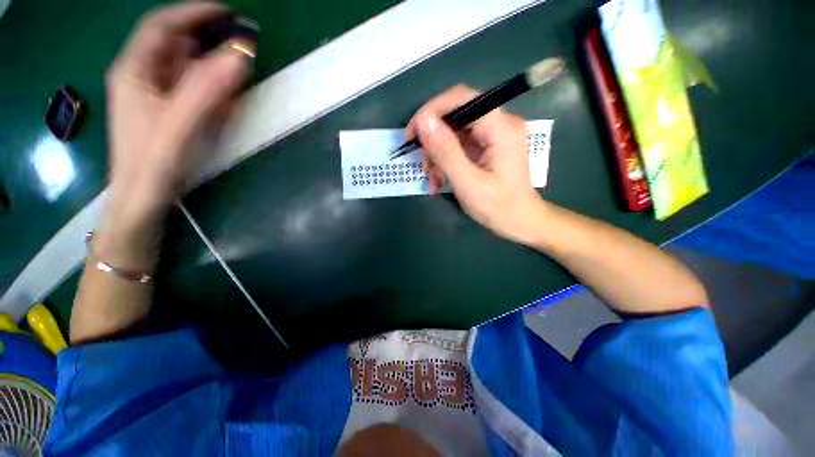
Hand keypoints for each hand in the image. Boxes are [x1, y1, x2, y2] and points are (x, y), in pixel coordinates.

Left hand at [106, 2, 250, 222]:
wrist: (143, 197)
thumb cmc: (154, 161)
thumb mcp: (179, 121)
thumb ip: (208, 87)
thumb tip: (241, 53)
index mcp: (134, 69)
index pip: (162, 25)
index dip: (193, 12)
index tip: (227, 12)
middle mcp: (142, 75)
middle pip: (174, 44)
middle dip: (206, 37)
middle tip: (239, 41)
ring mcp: (153, 94)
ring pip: (183, 66)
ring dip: (210, 62)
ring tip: (237, 65)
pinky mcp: (166, 111)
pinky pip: (189, 88)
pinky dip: (208, 85)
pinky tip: (224, 93)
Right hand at [406, 84, 545, 244]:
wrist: (520, 222)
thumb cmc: (498, 207)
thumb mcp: (468, 184)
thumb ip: (446, 152)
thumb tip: (424, 121)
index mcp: (501, 128)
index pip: (461, 98)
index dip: (431, 111)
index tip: (411, 135)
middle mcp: (500, 123)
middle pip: (456, 114)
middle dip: (433, 139)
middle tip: (424, 165)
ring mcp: (494, 134)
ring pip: (454, 130)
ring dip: (437, 153)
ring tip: (432, 178)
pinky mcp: (488, 145)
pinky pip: (459, 143)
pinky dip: (445, 159)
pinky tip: (440, 178)